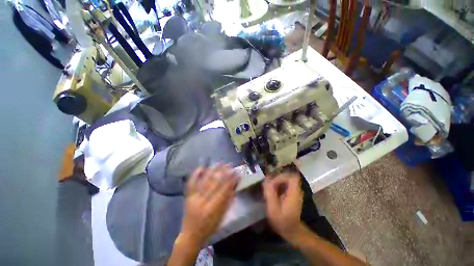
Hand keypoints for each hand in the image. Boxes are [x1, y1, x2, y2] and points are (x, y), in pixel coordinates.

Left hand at [179, 165, 239, 247]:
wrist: (191, 235)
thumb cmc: (209, 228)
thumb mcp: (222, 217)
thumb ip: (228, 201)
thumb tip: (234, 186)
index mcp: (212, 209)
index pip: (224, 191)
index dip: (231, 181)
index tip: (237, 173)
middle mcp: (202, 202)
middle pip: (214, 184)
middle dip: (223, 173)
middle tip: (229, 165)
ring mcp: (194, 198)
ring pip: (204, 181)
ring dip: (213, 171)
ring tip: (219, 163)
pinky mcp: (188, 196)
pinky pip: (191, 183)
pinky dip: (196, 174)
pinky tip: (202, 167)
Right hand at [263, 172, 303, 240]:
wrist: (292, 231)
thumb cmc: (282, 222)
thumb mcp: (273, 209)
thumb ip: (270, 193)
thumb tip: (266, 180)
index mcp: (294, 193)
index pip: (291, 177)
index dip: (281, 177)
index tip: (272, 183)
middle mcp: (296, 191)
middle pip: (287, 177)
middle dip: (276, 179)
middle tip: (268, 187)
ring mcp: (295, 192)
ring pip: (286, 180)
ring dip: (276, 182)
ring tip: (269, 190)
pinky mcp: (292, 194)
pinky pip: (285, 184)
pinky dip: (278, 186)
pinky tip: (272, 193)